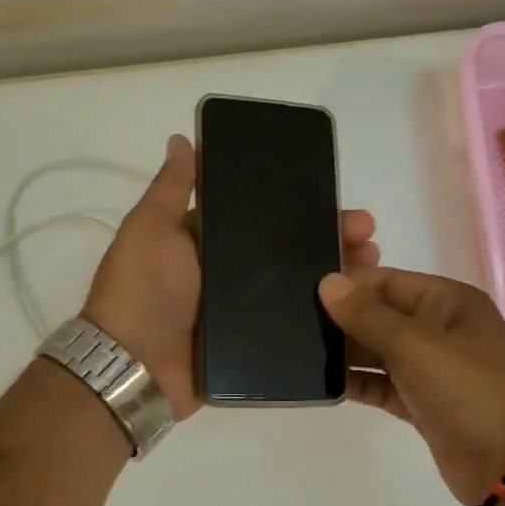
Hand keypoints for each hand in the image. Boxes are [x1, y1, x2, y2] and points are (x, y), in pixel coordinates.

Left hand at [83, 134, 380, 420]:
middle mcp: (227, 276)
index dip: (300, 208)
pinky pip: (291, 330)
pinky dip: (322, 321)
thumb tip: (182, 138)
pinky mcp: (250, 348)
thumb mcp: (150, 230)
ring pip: (296, 290)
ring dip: (335, 278)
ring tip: (373, 271)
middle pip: (287, 253)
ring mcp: (241, 314)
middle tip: (369, 240)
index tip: (338, 201)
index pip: (263, 218)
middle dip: (329, 241)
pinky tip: (355, 313)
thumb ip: (171, 189)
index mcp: (206, 243)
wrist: (132, 367)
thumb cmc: (142, 290)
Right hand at [318, 267, 504, 505]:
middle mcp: (441, 330)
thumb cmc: (466, 389)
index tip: (305, 294)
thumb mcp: (414, 344)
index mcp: (448, 302)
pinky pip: (385, 385)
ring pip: (381, 353)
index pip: (388, 282)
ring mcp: (433, 369)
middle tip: (294, 325)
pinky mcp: (423, 404)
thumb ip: (367, 315)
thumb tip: (328, 282)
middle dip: (344, 321)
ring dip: (348, 354)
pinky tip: (326, 384)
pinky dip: (360, 384)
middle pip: (383, 316)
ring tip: (301, 353)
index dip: (350, 286)